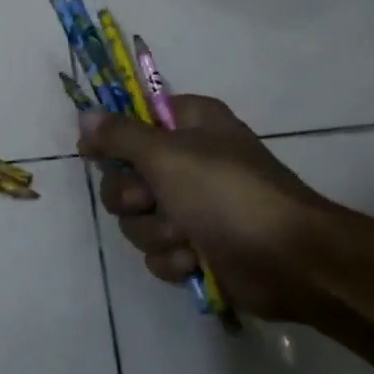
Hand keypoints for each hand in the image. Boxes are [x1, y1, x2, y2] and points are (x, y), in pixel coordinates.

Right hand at [80, 95, 343, 321]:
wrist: (288, 260)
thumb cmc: (227, 193)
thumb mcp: (166, 154)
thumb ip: (119, 135)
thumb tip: (85, 113)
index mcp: (188, 125)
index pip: (133, 121)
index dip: (112, 139)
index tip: (95, 153)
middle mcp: (188, 161)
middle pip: (124, 177)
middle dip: (132, 198)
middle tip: (150, 201)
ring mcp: (192, 206)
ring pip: (137, 219)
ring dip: (156, 232)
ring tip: (186, 237)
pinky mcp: (196, 246)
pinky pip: (157, 250)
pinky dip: (173, 258)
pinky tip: (195, 260)